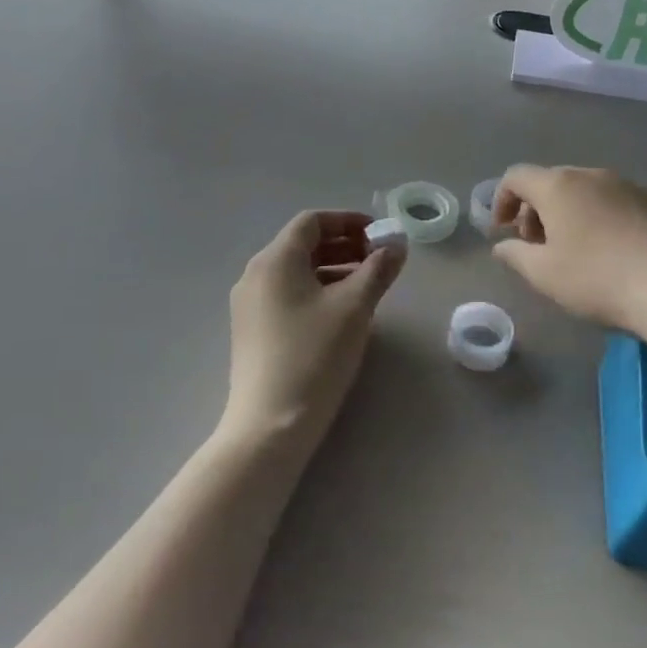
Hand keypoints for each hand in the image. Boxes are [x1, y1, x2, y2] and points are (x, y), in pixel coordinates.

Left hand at [225, 211, 404, 447]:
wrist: (270, 426)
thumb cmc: (315, 356)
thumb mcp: (355, 308)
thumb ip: (378, 269)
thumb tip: (397, 245)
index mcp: (275, 260)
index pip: (312, 221)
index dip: (348, 221)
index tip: (379, 235)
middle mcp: (255, 275)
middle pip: (302, 244)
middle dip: (344, 245)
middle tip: (378, 259)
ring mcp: (249, 305)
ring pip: (296, 271)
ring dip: (333, 269)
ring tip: (366, 286)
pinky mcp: (251, 331)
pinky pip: (287, 294)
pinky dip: (316, 290)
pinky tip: (341, 313)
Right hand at [491, 166, 646, 332]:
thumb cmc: (596, 279)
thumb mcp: (543, 274)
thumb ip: (515, 255)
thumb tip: (502, 246)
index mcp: (559, 186)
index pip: (517, 176)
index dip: (502, 200)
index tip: (503, 231)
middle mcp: (592, 175)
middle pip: (552, 181)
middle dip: (536, 209)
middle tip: (537, 245)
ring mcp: (628, 186)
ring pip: (587, 190)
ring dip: (570, 212)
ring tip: (575, 249)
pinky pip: (617, 202)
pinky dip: (603, 217)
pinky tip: (613, 250)